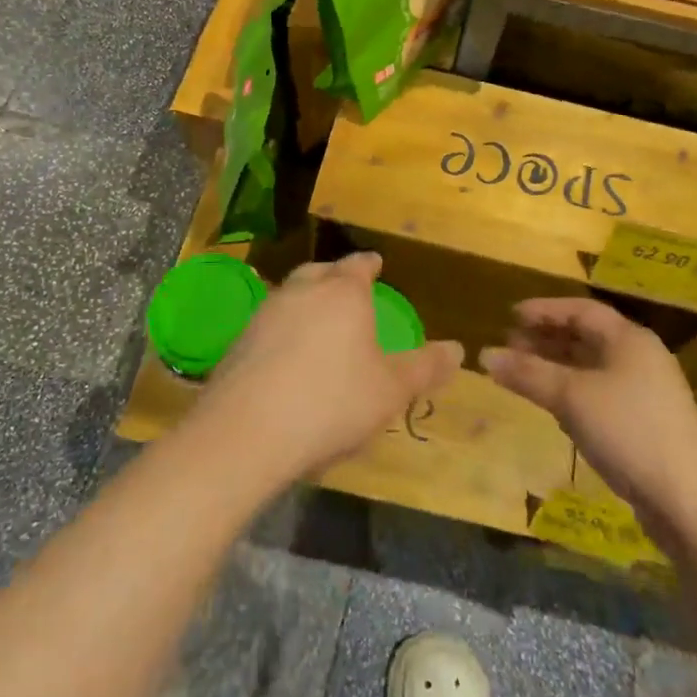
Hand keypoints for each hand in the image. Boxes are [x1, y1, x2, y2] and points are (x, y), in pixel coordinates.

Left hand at [193, 253, 463, 483]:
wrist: (247, 432)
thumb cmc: (332, 402)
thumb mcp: (391, 390)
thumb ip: (424, 367)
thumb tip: (458, 349)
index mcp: (342, 292)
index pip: (358, 265)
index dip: (369, 264)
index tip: (376, 263)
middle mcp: (302, 291)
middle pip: (320, 272)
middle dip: (335, 277)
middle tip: (347, 288)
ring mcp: (265, 314)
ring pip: (291, 294)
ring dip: (306, 301)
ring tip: (319, 321)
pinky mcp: (239, 342)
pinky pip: (270, 325)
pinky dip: (284, 330)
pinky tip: (288, 356)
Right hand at [480, 299, 696, 546]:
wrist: (692, 502)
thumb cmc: (629, 431)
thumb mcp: (571, 398)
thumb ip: (528, 373)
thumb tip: (485, 354)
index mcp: (629, 339)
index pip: (581, 310)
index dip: (544, 310)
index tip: (510, 315)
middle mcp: (640, 357)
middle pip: (587, 336)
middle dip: (547, 338)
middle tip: (510, 345)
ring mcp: (647, 392)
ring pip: (593, 367)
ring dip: (557, 366)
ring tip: (524, 373)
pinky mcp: (647, 424)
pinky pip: (601, 393)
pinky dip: (573, 391)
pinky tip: (554, 406)